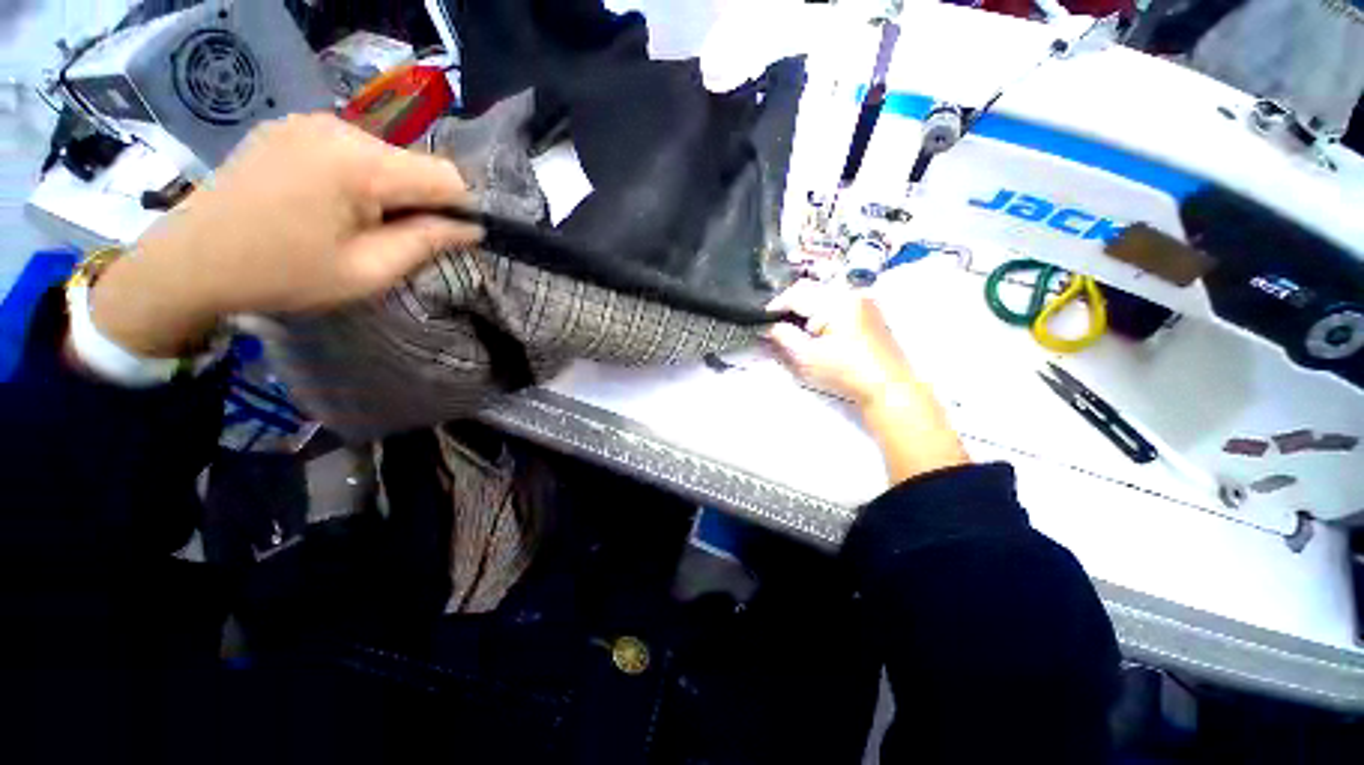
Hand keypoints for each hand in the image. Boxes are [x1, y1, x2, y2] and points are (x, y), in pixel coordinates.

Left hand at [90, 113, 480, 357]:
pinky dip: (359, 177)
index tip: (445, 240)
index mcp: (359, 163)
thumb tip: (470, 228)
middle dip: (419, 203)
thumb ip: (426, 243)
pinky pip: (352, 149)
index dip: (459, 210)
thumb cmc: (281, 274)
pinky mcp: (292, 126)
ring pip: (386, 157)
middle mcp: (339, 126)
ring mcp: (311, 121)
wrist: (189, 261)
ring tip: (353, 223)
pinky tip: (328, 202)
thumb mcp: (367, 272)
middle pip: (415, 165)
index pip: (447, 177)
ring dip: (389, 191)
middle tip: (389, 239)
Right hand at [766, 281, 968, 482]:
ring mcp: (863, 300)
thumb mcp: (807, 357)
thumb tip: (770, 326)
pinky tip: (817, 329)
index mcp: (835, 300)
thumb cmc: (845, 372)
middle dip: (790, 304)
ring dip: (806, 307)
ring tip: (795, 328)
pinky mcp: (870, 311)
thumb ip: (783, 337)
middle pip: (810, 289)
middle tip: (777, 324)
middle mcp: (851, 292)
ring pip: (824, 294)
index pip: (796, 293)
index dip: (775, 305)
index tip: (762, 319)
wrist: (889, 387)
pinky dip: (822, 310)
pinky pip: (838, 301)